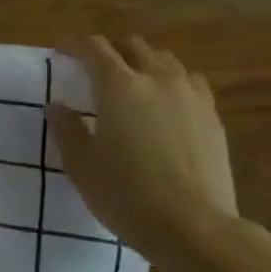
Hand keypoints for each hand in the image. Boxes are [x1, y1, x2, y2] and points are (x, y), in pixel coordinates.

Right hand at [49, 35, 237, 271]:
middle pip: (133, 46)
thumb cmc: (126, 195)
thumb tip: (58, 105)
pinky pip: (190, 82)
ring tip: (133, 82)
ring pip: (165, 60)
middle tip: (95, 69)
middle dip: (112, 51)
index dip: (75, 46)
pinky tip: (168, 102)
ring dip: (144, 63)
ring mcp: (190, 94)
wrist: (193, 225)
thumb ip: (67, 130)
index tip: (62, 53)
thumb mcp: (82, 166)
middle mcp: (156, 79)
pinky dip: (173, 81)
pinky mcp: (212, 114)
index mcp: (118, 87)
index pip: (94, 49)